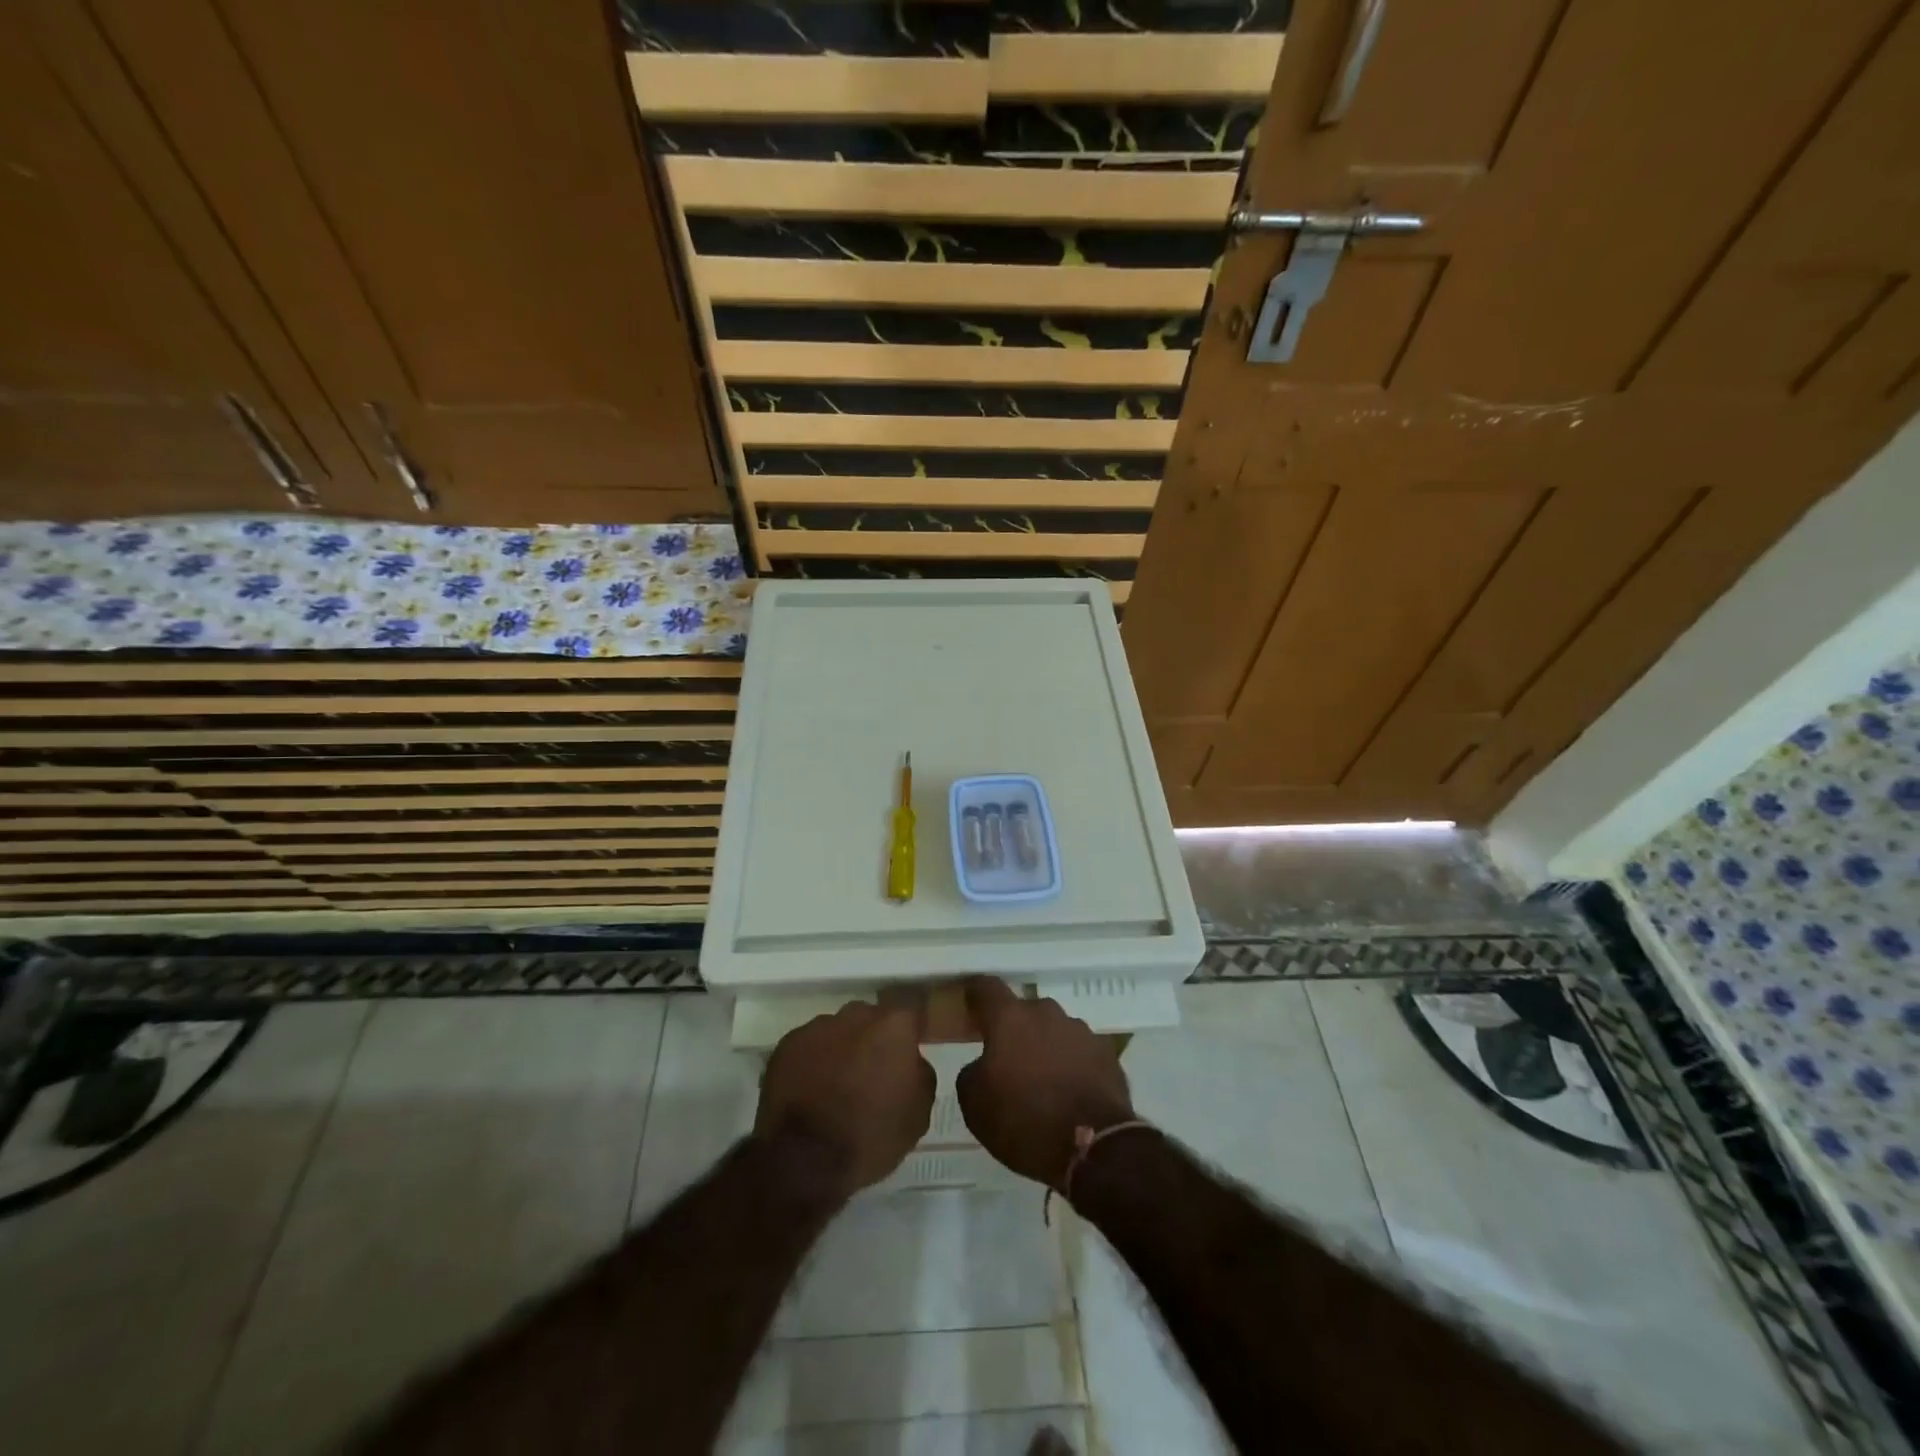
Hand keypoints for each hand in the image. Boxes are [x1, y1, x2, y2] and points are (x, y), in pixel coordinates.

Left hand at [756, 1002, 934, 1198]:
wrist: (804, 1161)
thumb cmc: (871, 1136)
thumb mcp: (918, 1114)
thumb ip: (920, 1074)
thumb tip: (910, 1062)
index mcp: (893, 1026)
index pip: (910, 1013)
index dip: (909, 1032)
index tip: (907, 1053)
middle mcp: (855, 1015)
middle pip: (870, 1019)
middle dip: (872, 1039)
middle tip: (871, 1073)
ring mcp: (817, 1027)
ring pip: (836, 1031)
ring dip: (840, 1050)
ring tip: (835, 1086)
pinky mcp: (786, 1045)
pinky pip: (807, 1047)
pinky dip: (811, 1063)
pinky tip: (810, 1092)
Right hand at [956, 978, 1136, 1187]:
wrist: (1093, 1148)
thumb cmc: (1024, 1121)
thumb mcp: (975, 1105)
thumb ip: (973, 1072)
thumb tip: (984, 1065)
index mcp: (1010, 1018)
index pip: (987, 987)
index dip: (976, 994)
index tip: (970, 1004)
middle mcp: (1046, 1013)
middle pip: (1024, 1011)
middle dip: (1015, 1030)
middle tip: (1008, 1060)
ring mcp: (1080, 1030)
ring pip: (1054, 1030)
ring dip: (1045, 1047)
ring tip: (1042, 1082)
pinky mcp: (1106, 1053)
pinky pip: (1079, 1052)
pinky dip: (1071, 1065)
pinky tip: (1069, 1093)